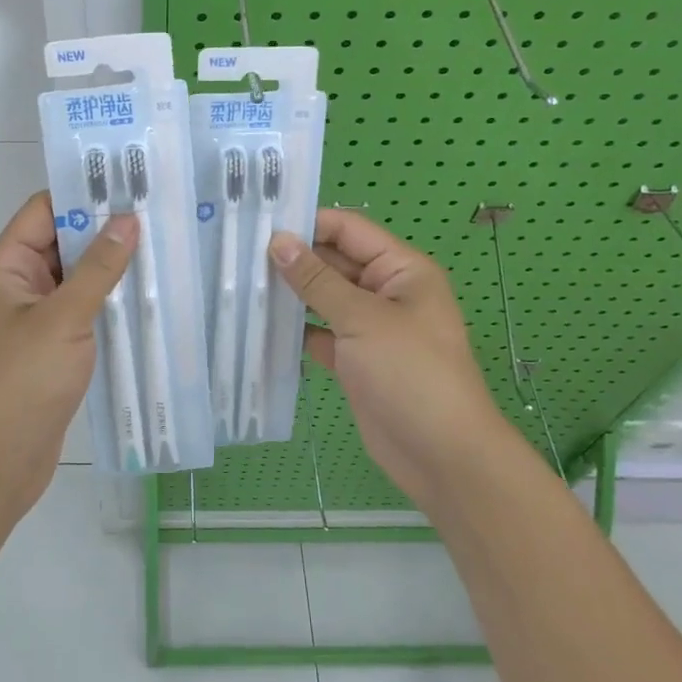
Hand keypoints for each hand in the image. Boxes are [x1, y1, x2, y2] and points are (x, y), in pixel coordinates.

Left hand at [0, 192, 138, 523]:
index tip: (132, 185)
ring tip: (163, 250)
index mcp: (5, 265)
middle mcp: (15, 284)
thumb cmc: (20, 382)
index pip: (44, 210)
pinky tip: (146, 299)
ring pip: (74, 279)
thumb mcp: (63, 319)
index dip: (84, 194)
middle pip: (61, 242)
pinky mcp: (48, 348)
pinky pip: (79, 311)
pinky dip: (107, 303)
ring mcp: (32, 318)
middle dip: (105, 231)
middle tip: (158, 216)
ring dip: (110, 269)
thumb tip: (128, 219)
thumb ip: (98, 269)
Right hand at [269, 210, 506, 514]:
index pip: (348, 229)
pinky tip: (258, 324)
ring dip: (290, 293)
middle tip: (239, 254)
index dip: (308, 223)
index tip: (260, 224)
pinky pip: (319, 332)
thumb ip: (317, 279)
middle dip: (292, 258)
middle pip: (333, 261)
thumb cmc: (411, 374)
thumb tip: (277, 241)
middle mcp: (385, 291)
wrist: (443, 457)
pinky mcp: (354, 359)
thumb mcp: (362, 319)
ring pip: (323, 298)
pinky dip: (295, 329)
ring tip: (240, 283)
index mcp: (401, 269)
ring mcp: (369, 327)